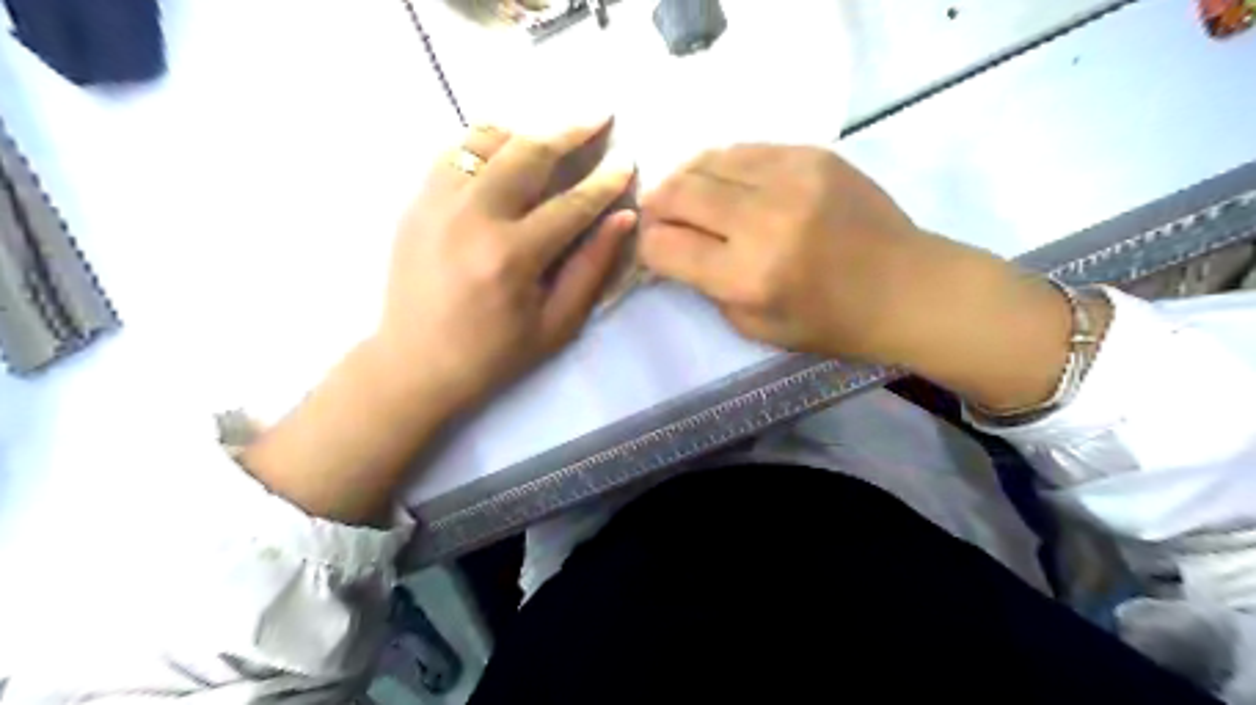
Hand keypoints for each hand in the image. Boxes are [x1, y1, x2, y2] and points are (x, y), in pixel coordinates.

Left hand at [379, 119, 637, 410]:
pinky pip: (454, 151)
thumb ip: (591, 268)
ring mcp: (437, 203)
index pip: (572, 204)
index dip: (605, 181)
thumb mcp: (556, 325)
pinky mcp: (417, 202)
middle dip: (570, 131)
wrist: (415, 364)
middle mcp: (472, 217)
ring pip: (487, 140)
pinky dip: (486, 141)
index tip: (627, 160)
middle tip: (598, 116)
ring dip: (528, 129)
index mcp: (511, 256)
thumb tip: (622, 218)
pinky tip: (507, 147)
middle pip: (528, 152)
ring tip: (554, 132)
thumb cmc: (494, 355)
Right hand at [641, 146, 1095, 413]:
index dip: (647, 246)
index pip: (665, 247)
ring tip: (684, 191)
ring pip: (708, 161)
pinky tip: (723, 179)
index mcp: (747, 276)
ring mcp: (791, 179)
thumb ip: (707, 289)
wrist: (906, 288)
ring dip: (685, 177)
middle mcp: (763, 221)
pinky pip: (746, 148)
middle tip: (654, 211)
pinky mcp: (813, 155)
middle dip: (656, 203)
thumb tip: (674, 251)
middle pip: (679, 193)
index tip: (650, 247)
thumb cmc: (830, 323)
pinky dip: (723, 163)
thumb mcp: (755, 327)